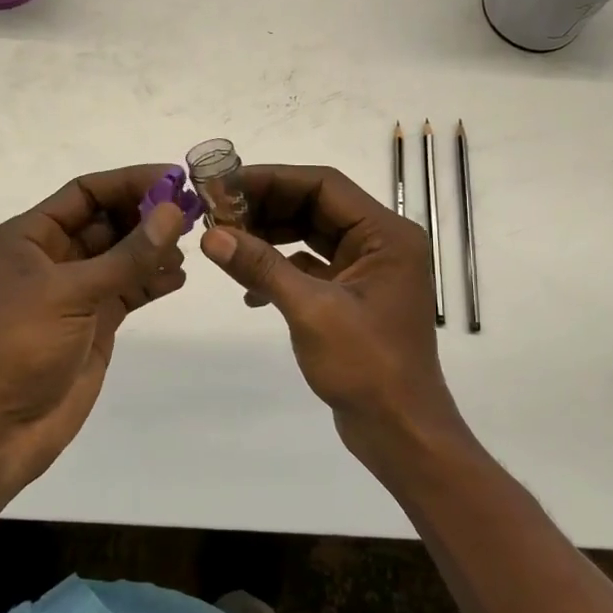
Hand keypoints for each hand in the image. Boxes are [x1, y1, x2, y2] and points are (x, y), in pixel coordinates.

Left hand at [0, 166, 187, 488]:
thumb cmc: (17, 347)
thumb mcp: (70, 293)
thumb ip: (127, 255)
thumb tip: (173, 211)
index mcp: (28, 237)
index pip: (84, 193)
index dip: (128, 182)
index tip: (175, 179)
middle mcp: (50, 258)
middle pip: (105, 221)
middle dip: (146, 215)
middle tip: (192, 212)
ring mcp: (73, 293)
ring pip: (121, 256)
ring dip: (153, 248)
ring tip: (189, 247)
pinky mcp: (92, 324)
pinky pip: (128, 290)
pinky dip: (152, 282)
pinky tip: (179, 278)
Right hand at [198, 165, 468, 466]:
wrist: (401, 432)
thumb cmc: (367, 367)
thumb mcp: (311, 311)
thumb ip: (261, 267)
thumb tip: (211, 235)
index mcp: (386, 234)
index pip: (323, 186)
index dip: (272, 180)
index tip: (224, 185)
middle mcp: (381, 243)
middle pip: (316, 206)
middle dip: (266, 207)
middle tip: (217, 212)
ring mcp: (368, 270)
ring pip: (311, 235)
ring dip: (269, 237)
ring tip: (225, 242)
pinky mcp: (354, 296)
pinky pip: (312, 267)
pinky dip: (280, 270)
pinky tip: (249, 290)